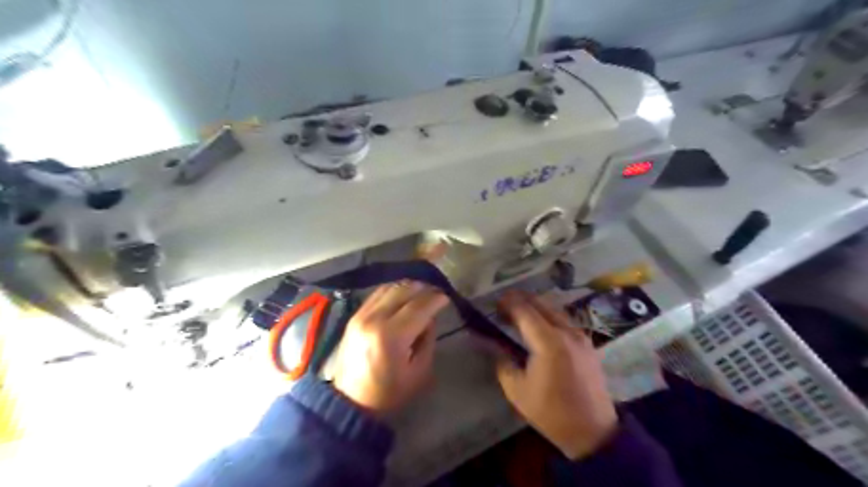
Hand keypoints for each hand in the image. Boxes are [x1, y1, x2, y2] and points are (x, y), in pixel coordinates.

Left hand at [333, 284, 447, 415]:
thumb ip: (428, 339)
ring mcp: (361, 315)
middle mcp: (374, 319)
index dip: (435, 299)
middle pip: (403, 291)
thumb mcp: (419, 371)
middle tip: (436, 293)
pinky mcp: (354, 316)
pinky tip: (403, 295)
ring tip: (421, 292)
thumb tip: (430, 317)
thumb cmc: (389, 392)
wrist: (350, 401)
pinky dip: (393, 290)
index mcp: (391, 336)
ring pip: (389, 288)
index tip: (446, 297)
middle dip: (423, 289)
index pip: (418, 307)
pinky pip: (377, 294)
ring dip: (408, 287)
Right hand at [495, 288, 616, 460]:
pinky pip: (564, 320)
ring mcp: (580, 336)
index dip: (508, 304)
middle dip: (521, 300)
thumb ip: (503, 363)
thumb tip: (496, 347)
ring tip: (520, 312)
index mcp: (548, 341)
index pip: (524, 311)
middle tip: (504, 304)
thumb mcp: (517, 390)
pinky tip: (540, 325)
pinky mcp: (587, 344)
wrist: (593, 431)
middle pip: (541, 304)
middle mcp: (566, 332)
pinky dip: (549, 316)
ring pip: (555, 310)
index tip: (495, 304)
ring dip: (536, 306)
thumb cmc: (551, 412)